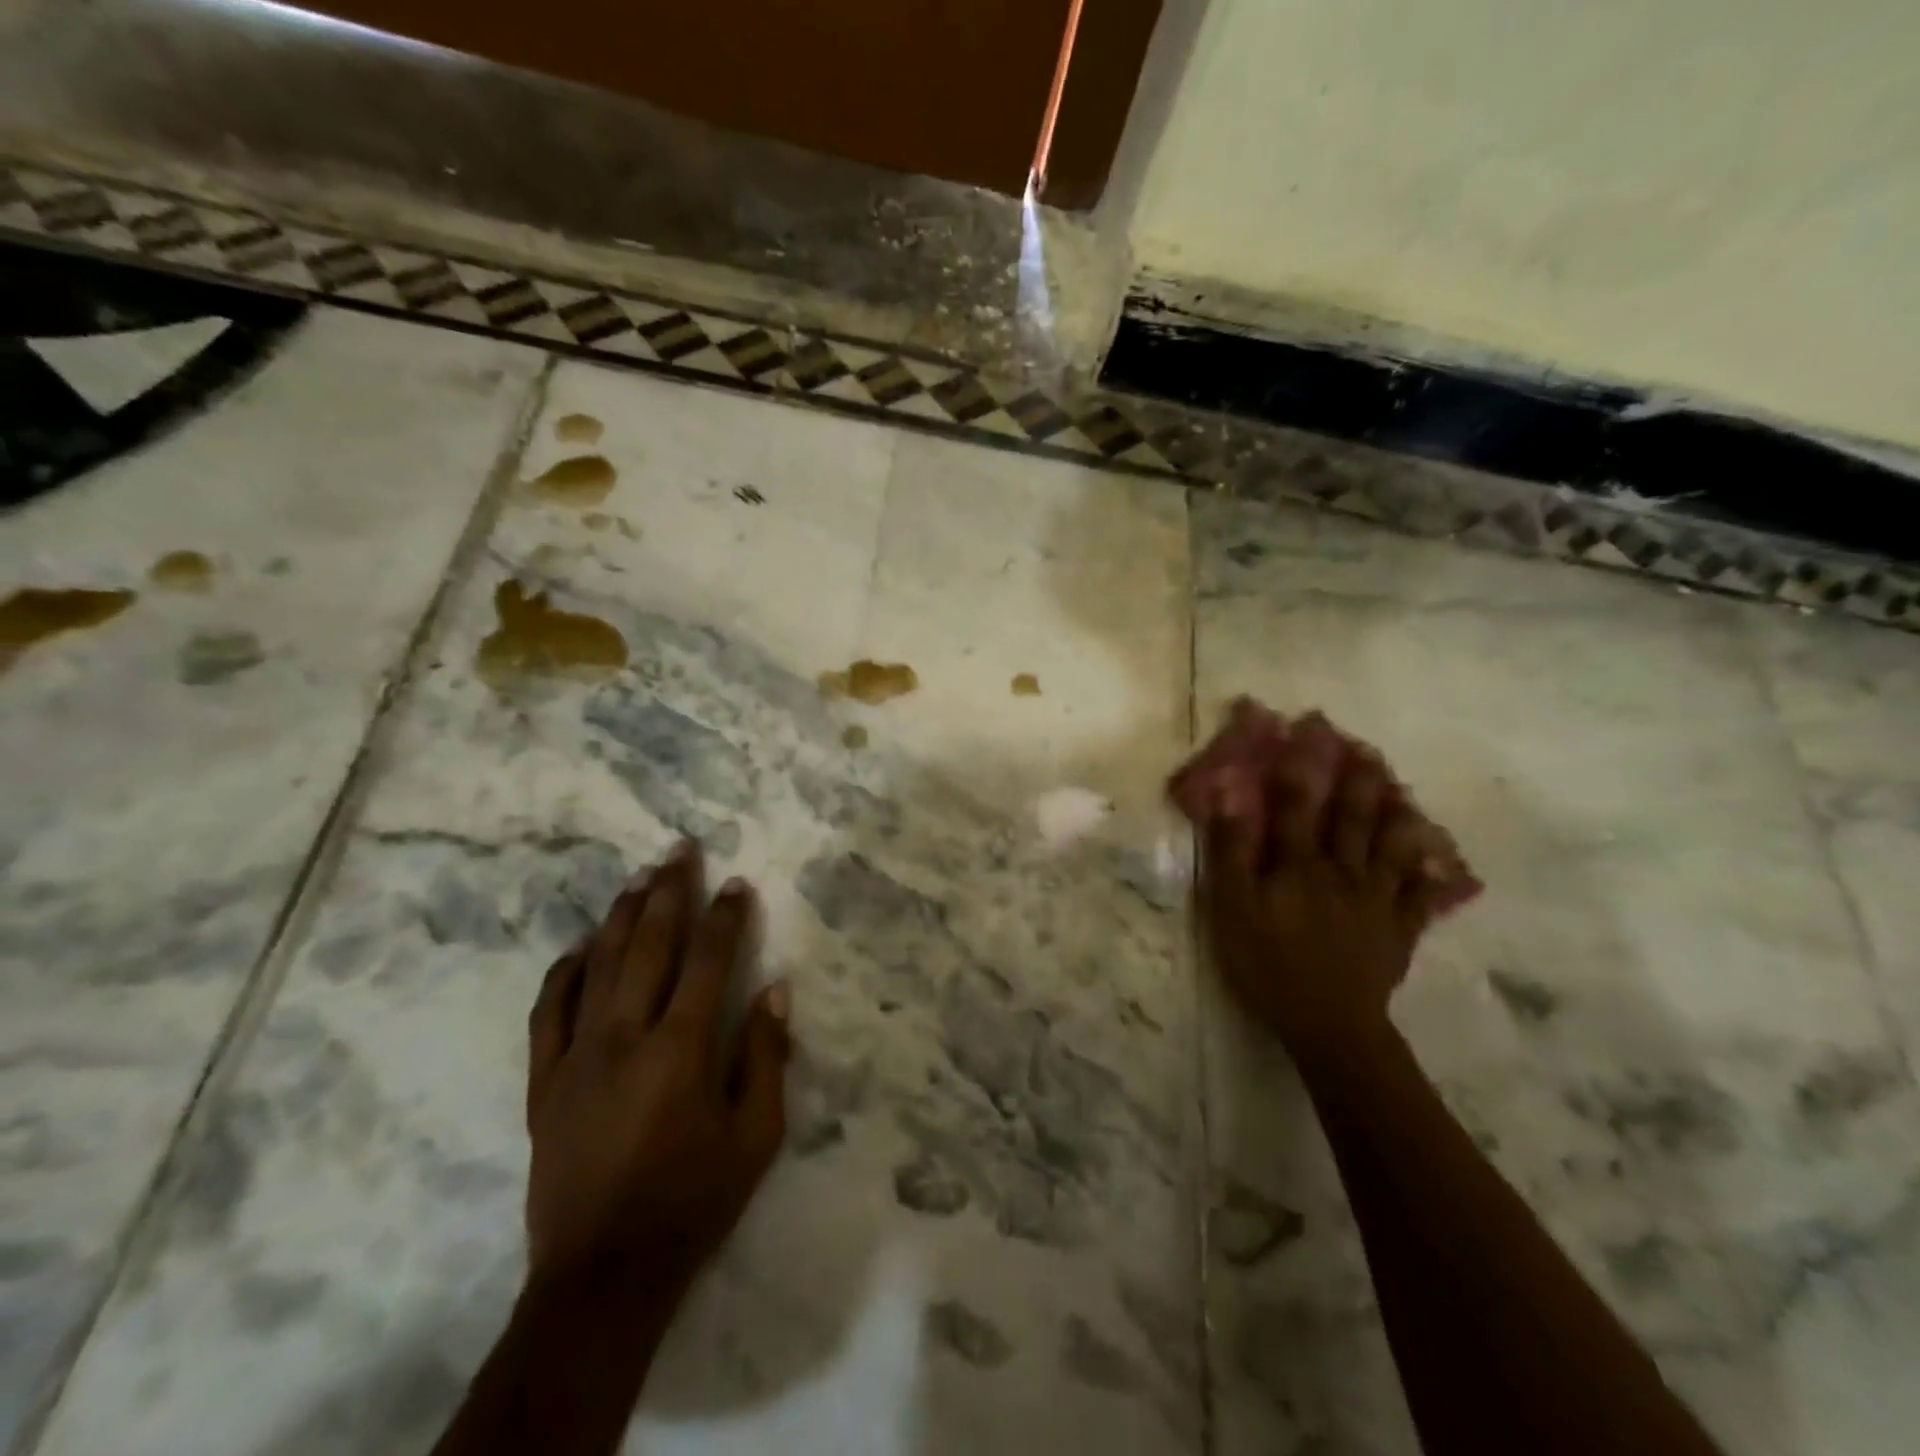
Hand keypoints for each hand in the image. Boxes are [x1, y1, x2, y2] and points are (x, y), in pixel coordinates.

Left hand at [525, 842, 790, 1293]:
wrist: (601, 1276)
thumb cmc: (692, 1202)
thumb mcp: (756, 1138)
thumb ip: (766, 1058)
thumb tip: (775, 991)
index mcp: (680, 1049)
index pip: (708, 961)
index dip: (725, 917)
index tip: (737, 883)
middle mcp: (625, 1036)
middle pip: (648, 945)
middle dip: (668, 891)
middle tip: (679, 849)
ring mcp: (576, 1056)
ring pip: (598, 965)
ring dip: (620, 915)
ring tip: (638, 876)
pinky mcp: (543, 1081)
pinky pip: (549, 1011)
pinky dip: (564, 972)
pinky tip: (579, 947)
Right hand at [1199, 748, 1444, 1058]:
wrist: (1329, 1023)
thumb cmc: (1269, 963)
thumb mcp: (1232, 908)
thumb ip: (1232, 852)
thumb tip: (1230, 799)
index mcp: (1300, 864)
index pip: (1296, 806)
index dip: (1297, 767)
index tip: (1302, 731)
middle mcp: (1343, 870)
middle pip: (1352, 817)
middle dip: (1356, 780)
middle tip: (1363, 748)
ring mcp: (1377, 900)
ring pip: (1392, 847)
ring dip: (1396, 813)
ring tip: (1402, 788)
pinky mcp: (1399, 930)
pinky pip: (1421, 894)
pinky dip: (1431, 873)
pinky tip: (1440, 860)